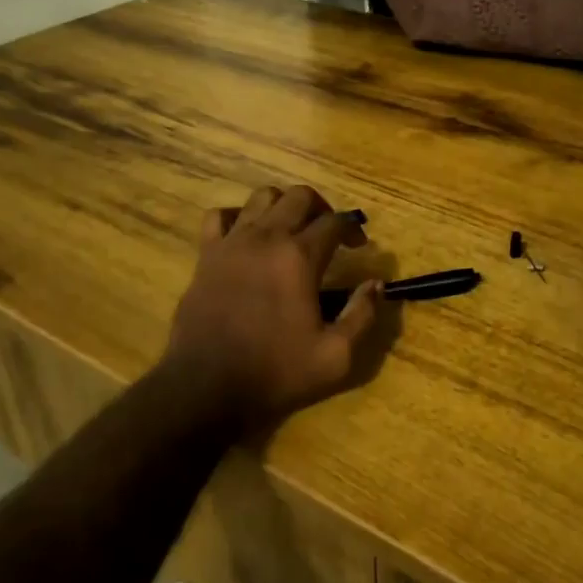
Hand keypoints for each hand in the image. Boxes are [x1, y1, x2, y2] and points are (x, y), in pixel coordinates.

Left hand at [163, 185, 383, 428]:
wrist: (207, 387)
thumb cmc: (275, 372)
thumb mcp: (335, 356)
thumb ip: (362, 315)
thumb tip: (376, 284)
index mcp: (300, 257)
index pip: (335, 221)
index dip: (353, 227)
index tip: (359, 246)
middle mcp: (266, 237)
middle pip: (299, 196)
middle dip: (321, 208)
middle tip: (329, 234)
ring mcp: (232, 242)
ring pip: (262, 197)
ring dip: (283, 206)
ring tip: (291, 230)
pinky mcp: (206, 255)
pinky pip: (219, 216)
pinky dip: (237, 217)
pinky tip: (246, 237)